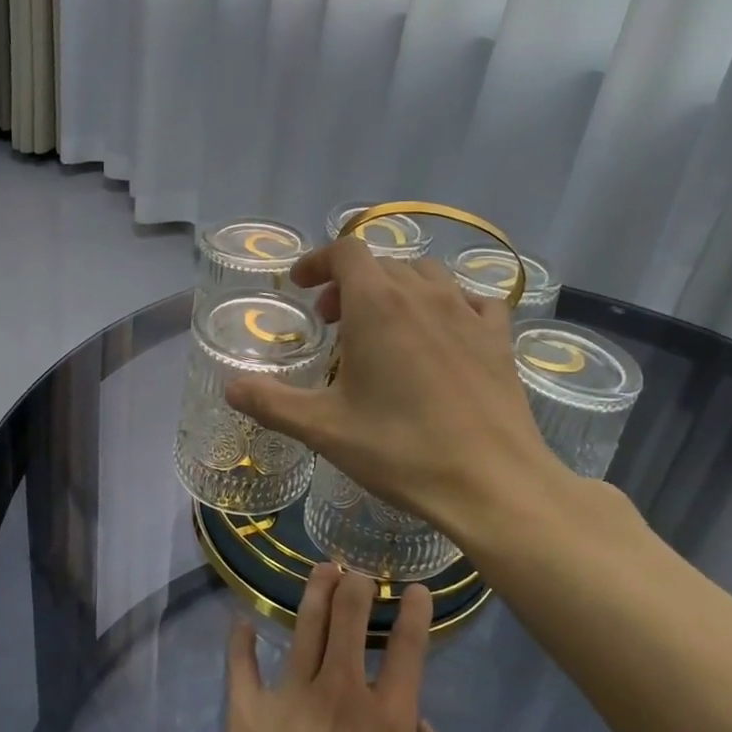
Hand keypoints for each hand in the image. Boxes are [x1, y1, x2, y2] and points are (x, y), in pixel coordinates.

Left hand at [206, 563, 459, 731]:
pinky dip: (241, 641)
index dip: (416, 613)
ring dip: (315, 592)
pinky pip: (241, 665)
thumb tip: (424, 725)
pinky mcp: (246, 713)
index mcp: (387, 723)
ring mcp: (288, 698)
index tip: (416, 588)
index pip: (408, 650)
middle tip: (358, 569)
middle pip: (349, 621)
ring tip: (322, 569)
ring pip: (305, 627)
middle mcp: (339, 695)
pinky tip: (241, 622)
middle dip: (357, 586)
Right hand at [226, 236, 571, 545]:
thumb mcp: (324, 429)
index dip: (317, 261)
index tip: (301, 287)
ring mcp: (467, 311)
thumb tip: (231, 388)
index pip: (345, 250)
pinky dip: (447, 304)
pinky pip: (471, 299)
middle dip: (349, 284)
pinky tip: (443, 334)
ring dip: (395, 290)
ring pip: (425, 275)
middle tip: (332, 325)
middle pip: (381, 263)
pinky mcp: (499, 336)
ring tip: (383, 327)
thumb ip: (271, 402)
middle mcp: (423, 293)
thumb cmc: (401, 449)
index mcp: (377, 303)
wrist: (492, 481)